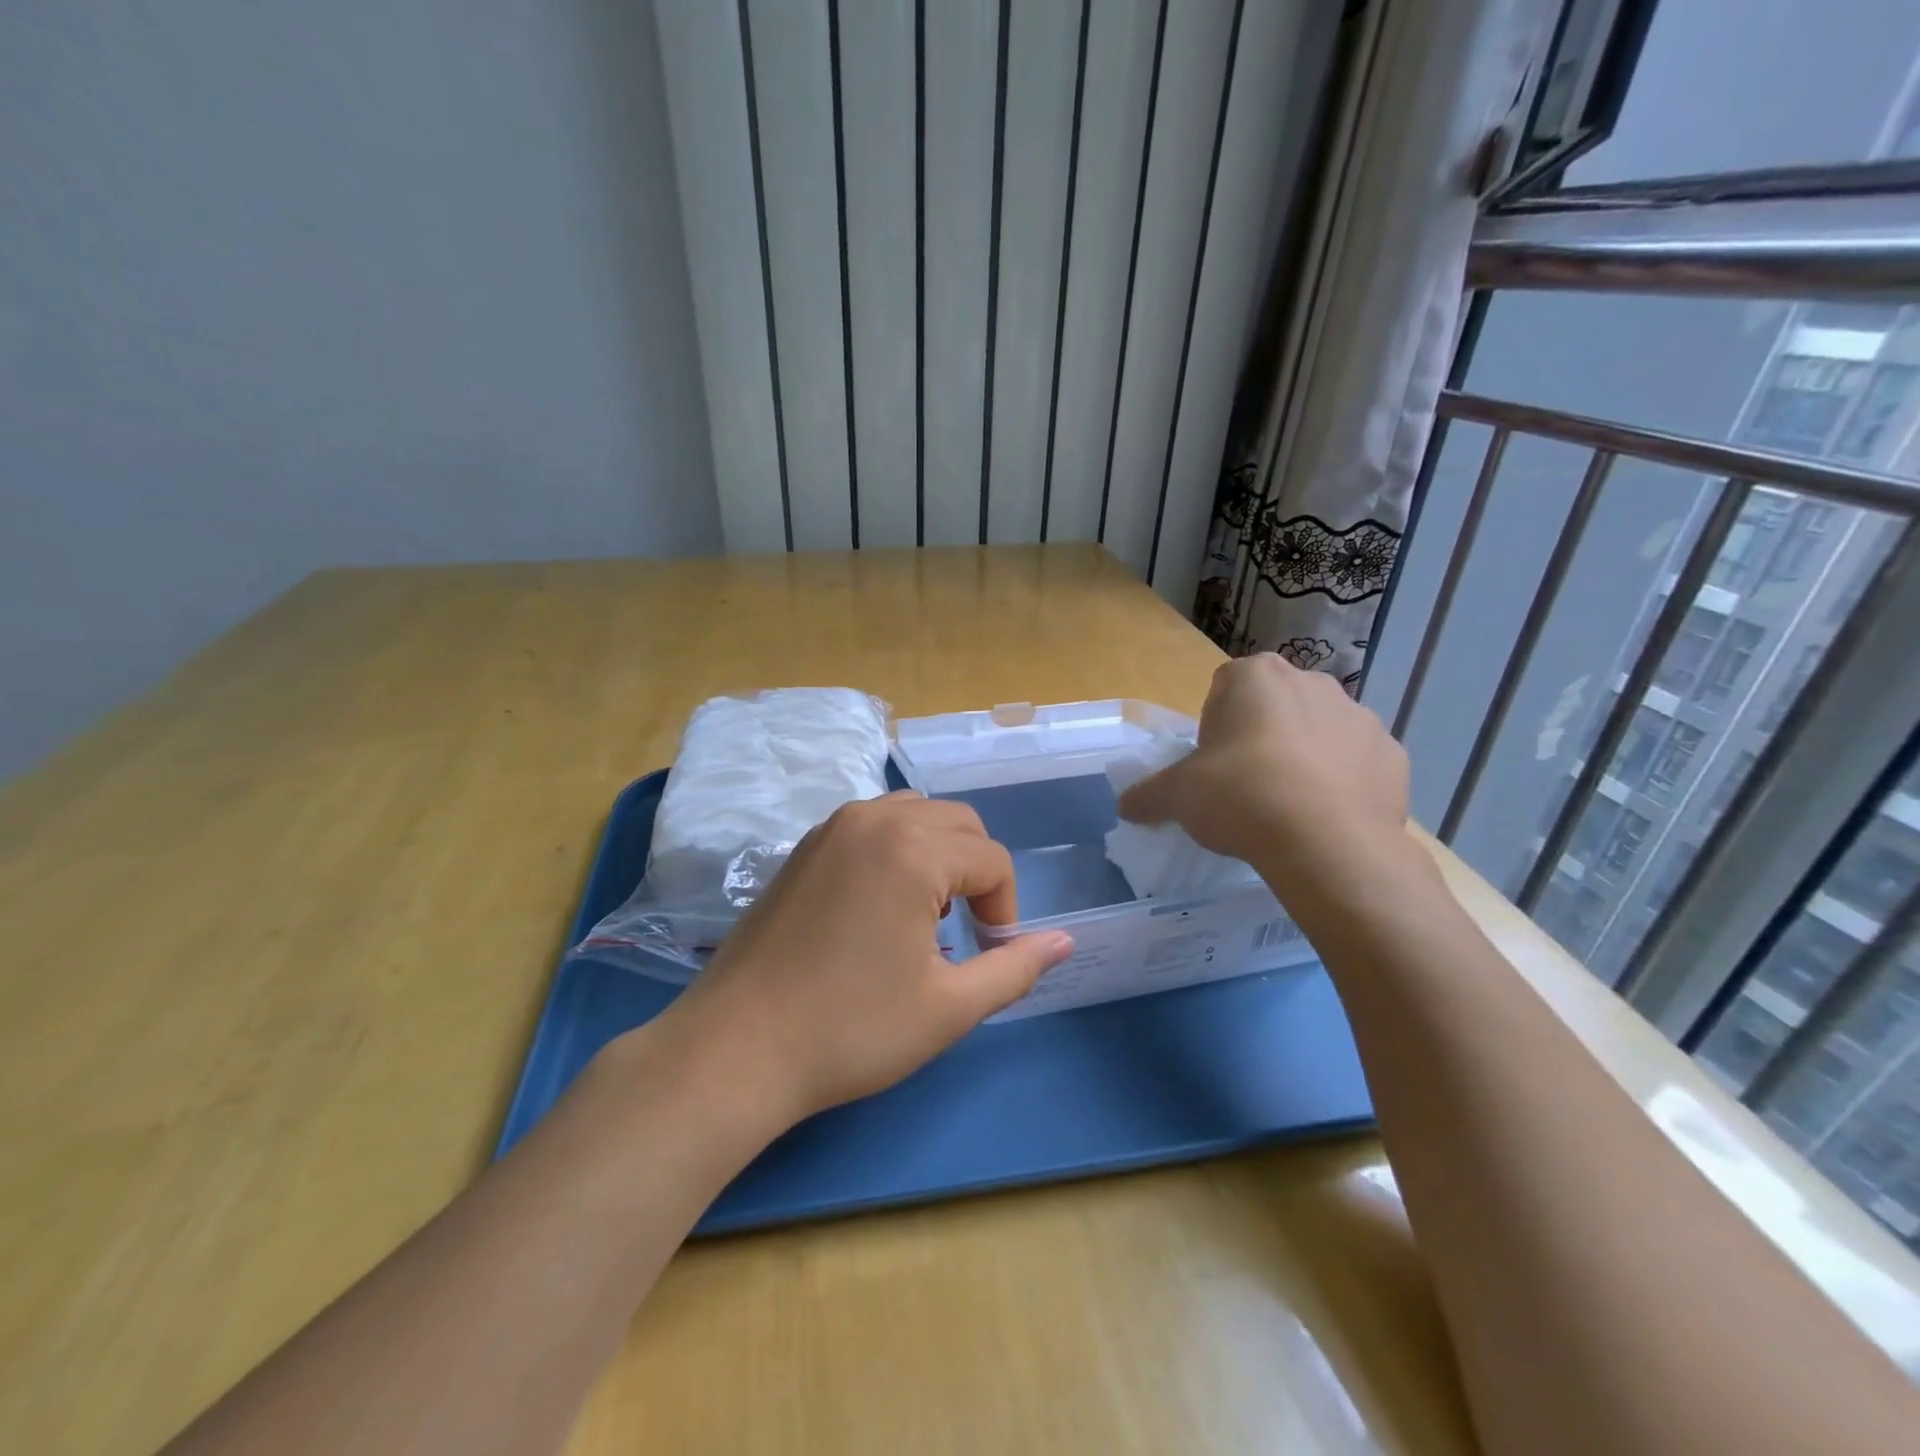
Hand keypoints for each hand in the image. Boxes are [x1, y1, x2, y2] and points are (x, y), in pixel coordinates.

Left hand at [649, 792, 1073, 1125]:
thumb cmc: (850, 1030)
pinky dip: (897, 851)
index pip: (993, 860)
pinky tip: (879, 908)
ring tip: (923, 918)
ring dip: (938, 856)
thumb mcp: (949, 1007)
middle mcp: (873, 819)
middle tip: (961, 936)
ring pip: (915, 815)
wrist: (735, 1049)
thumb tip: (1065, 942)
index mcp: (912, 848)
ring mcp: (831, 827)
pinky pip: (873, 826)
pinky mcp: (804, 845)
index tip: (985, 957)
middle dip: (976, 874)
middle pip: (959, 824)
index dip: (1003, 911)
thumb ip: (1015, 968)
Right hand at [1117, 654, 1412, 895]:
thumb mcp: (1177, 797)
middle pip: (1274, 705)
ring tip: (1287, 807)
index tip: (1211, 763)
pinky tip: (1325, 818)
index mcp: (1256, 677)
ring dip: (1302, 757)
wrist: (1327, 845)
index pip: (1225, 687)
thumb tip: (1125, 806)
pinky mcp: (1394, 755)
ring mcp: (1360, 717)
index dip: (1214, 726)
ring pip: (1319, 732)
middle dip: (1259, 737)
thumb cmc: (1241, 797)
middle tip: (1244, 785)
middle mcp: (1312, 682)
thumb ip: (1147, 795)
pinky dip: (1342, 783)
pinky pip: (1357, 764)